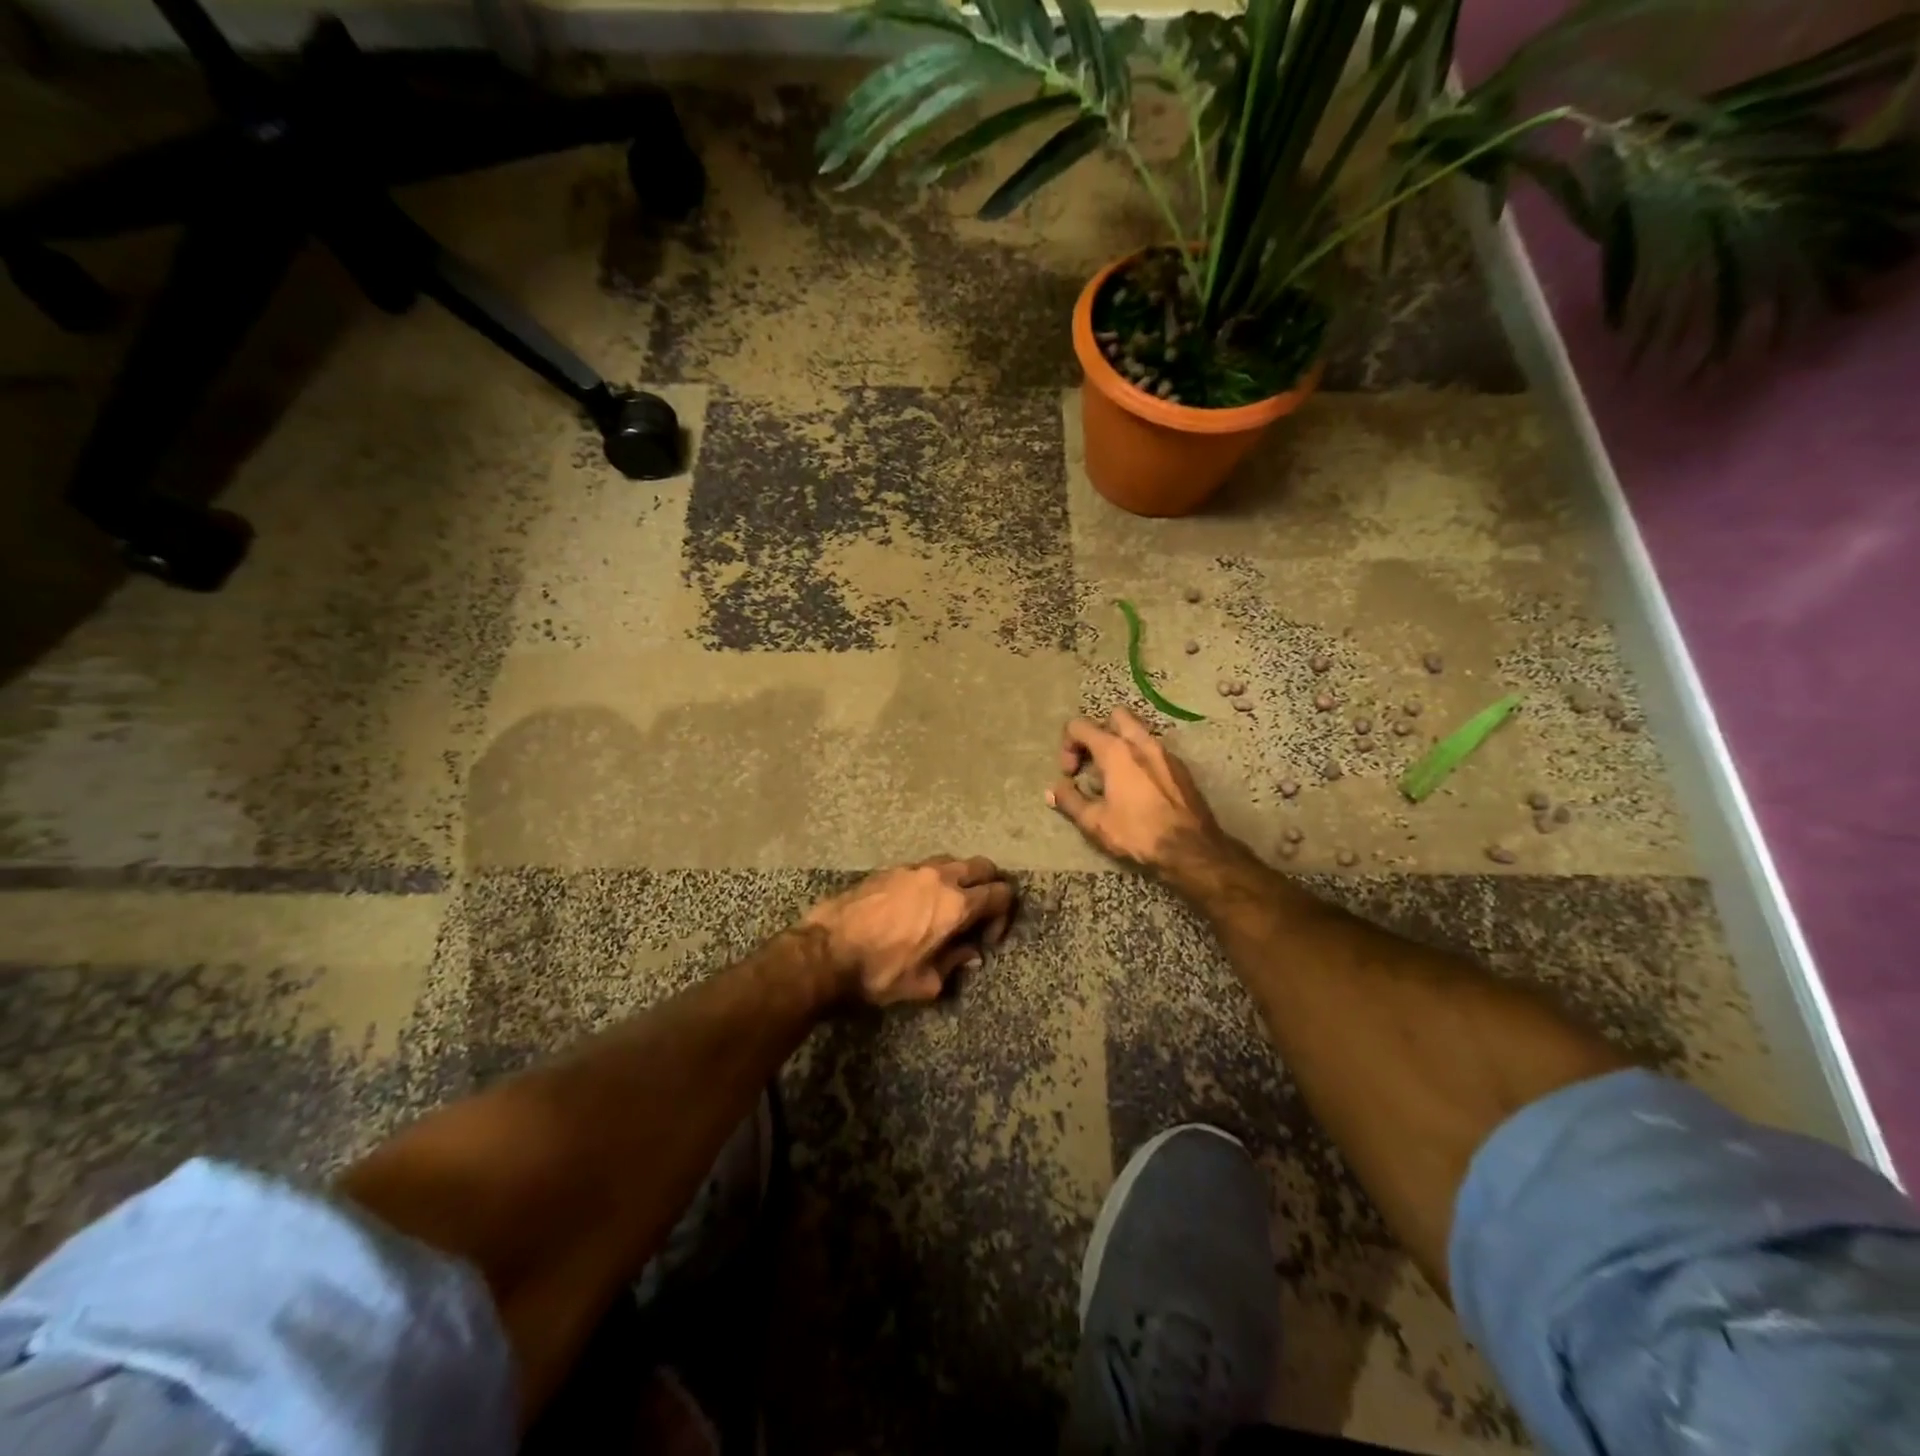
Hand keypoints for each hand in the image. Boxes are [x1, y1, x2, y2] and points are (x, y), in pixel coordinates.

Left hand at [801, 856, 1015, 1006]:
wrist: (826, 951)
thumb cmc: (879, 972)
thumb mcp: (924, 982)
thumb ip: (954, 963)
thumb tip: (971, 954)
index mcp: (955, 905)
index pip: (1000, 894)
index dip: (1003, 916)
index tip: (988, 939)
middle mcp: (940, 878)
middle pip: (983, 867)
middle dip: (990, 887)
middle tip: (981, 914)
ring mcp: (913, 869)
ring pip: (953, 862)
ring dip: (961, 880)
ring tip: (950, 907)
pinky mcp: (890, 869)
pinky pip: (925, 867)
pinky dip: (935, 880)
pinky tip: (920, 904)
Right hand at [1047, 709, 1226, 875]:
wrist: (1191, 848)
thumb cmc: (1138, 832)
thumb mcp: (1095, 822)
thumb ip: (1070, 801)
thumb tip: (1052, 791)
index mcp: (1116, 750)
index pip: (1080, 726)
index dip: (1067, 746)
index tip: (1071, 774)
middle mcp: (1141, 742)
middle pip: (1114, 716)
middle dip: (1098, 733)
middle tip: (1093, 761)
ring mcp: (1165, 752)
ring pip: (1138, 731)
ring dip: (1121, 744)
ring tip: (1114, 776)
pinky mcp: (1181, 767)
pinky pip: (1154, 749)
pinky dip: (1140, 758)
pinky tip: (1138, 787)